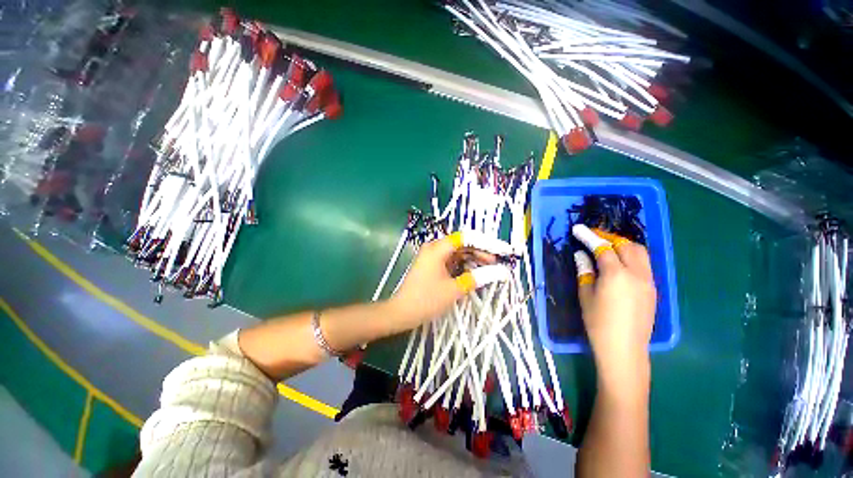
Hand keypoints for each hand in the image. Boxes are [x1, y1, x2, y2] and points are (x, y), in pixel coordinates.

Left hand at [387, 234, 494, 329]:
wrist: (402, 312)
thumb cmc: (426, 299)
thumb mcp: (455, 289)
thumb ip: (478, 278)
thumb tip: (501, 272)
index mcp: (437, 248)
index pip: (466, 238)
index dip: (486, 243)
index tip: (502, 250)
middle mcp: (434, 247)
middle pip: (462, 244)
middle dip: (480, 252)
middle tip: (497, 263)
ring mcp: (432, 256)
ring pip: (457, 252)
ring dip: (472, 259)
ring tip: (489, 268)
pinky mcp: (432, 265)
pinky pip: (451, 260)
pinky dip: (463, 265)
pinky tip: (473, 272)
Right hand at [572, 225, 655, 379]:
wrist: (624, 349)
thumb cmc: (598, 322)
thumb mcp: (586, 295)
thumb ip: (585, 271)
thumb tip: (581, 255)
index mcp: (616, 274)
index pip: (603, 248)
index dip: (589, 236)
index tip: (578, 229)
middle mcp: (637, 273)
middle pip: (627, 245)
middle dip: (609, 237)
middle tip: (593, 237)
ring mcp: (648, 281)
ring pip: (640, 253)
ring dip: (624, 245)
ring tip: (608, 247)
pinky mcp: (653, 290)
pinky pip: (644, 265)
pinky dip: (631, 257)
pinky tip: (620, 263)